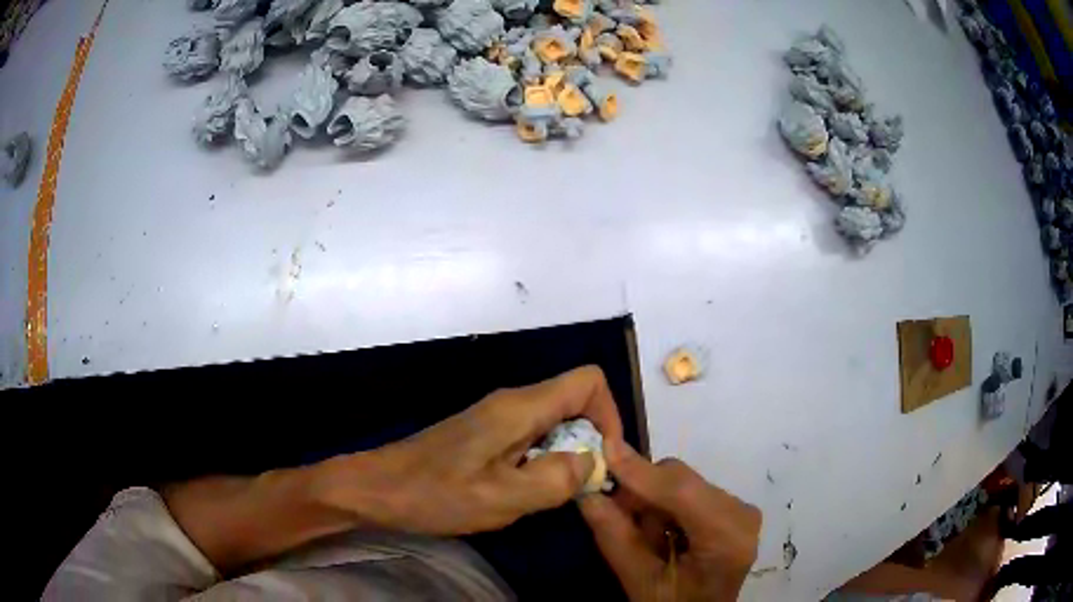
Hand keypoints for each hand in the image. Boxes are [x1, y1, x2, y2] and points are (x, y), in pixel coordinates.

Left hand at [315, 365, 623, 535]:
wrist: (377, 489)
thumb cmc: (434, 494)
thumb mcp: (500, 499)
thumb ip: (555, 480)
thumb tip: (590, 461)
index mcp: (519, 408)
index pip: (588, 381)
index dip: (610, 415)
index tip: (605, 460)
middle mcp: (512, 403)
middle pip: (575, 403)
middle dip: (591, 442)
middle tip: (581, 487)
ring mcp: (496, 418)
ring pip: (555, 424)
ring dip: (566, 457)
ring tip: (552, 495)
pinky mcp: (485, 435)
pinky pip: (533, 439)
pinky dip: (544, 462)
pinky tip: (524, 493)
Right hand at [580, 440, 760, 601]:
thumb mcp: (640, 583)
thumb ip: (615, 538)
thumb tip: (586, 492)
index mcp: (727, 536)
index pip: (681, 490)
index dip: (641, 471)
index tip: (604, 449)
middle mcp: (742, 512)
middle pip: (681, 481)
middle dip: (641, 494)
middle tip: (616, 519)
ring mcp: (740, 509)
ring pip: (681, 483)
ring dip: (652, 503)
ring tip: (645, 539)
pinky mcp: (733, 509)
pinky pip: (689, 492)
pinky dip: (666, 507)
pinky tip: (662, 535)